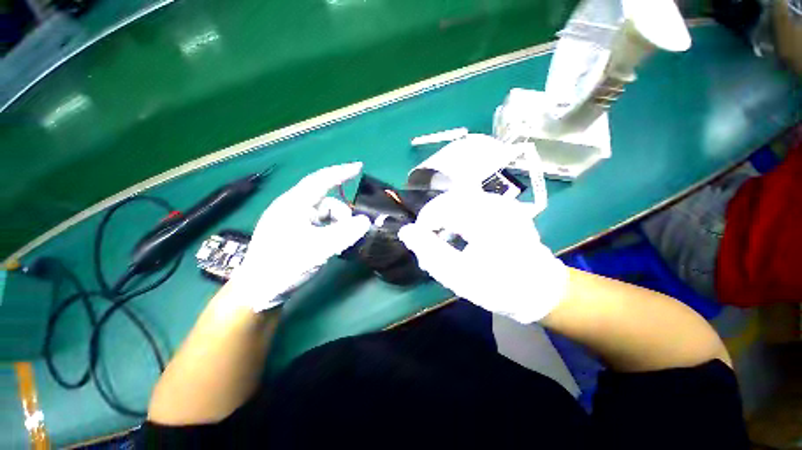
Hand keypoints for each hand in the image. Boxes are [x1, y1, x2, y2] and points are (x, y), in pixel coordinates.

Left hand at [229, 163, 370, 311]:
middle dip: (342, 213)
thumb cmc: (285, 266)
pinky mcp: (294, 231)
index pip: (321, 180)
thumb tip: (366, 221)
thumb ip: (345, 233)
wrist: (258, 291)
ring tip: (339, 243)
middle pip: (326, 201)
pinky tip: (331, 243)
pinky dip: (330, 230)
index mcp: (294, 205)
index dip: (341, 172)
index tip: (359, 167)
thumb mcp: (319, 249)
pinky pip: (319, 223)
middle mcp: (292, 208)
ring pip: (323, 214)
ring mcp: (292, 220)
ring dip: (336, 224)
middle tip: (353, 230)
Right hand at [398, 190, 567, 323]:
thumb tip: (406, 231)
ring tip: (443, 238)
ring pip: (458, 199)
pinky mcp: (503, 206)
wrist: (539, 290)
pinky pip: (470, 202)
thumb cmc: (500, 287)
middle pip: (448, 200)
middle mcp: (494, 203)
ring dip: (444, 216)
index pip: (440, 208)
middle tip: (430, 241)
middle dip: (433, 219)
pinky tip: (459, 232)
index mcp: (486, 218)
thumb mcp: (459, 276)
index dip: (424, 223)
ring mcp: (501, 202)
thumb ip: (429, 252)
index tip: (420, 243)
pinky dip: (457, 215)